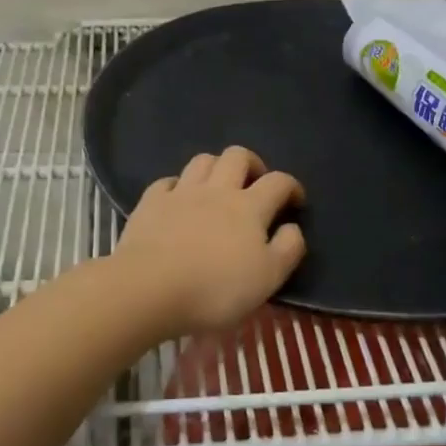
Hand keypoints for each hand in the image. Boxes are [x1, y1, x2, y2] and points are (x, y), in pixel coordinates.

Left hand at [112, 147, 305, 335]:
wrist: (149, 288)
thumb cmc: (215, 289)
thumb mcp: (267, 279)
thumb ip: (288, 249)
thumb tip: (292, 227)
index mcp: (249, 207)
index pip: (278, 182)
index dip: (291, 186)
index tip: (295, 200)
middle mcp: (217, 190)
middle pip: (237, 156)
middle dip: (252, 163)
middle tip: (255, 182)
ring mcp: (181, 192)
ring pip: (202, 161)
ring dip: (216, 167)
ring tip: (218, 186)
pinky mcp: (151, 202)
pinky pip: (167, 181)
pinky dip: (178, 185)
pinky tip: (178, 198)